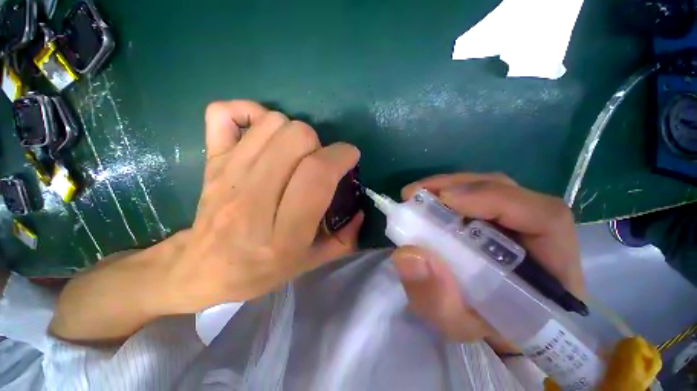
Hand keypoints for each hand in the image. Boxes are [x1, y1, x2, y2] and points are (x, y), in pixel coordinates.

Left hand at [161, 101, 362, 313]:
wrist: (203, 269)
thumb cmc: (261, 270)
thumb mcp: (310, 263)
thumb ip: (344, 239)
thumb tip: (361, 211)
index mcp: (283, 232)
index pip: (317, 174)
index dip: (341, 156)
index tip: (350, 157)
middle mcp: (253, 198)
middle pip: (296, 139)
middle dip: (318, 144)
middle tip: (318, 162)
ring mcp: (227, 174)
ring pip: (271, 124)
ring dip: (294, 132)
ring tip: (295, 153)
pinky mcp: (211, 161)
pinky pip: (223, 114)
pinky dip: (248, 112)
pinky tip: (261, 133)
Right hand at [391, 173, 583, 352]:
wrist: (494, 326)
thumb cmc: (485, 329)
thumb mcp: (458, 324)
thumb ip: (436, 299)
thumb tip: (407, 254)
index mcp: (551, 268)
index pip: (543, 216)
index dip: (495, 199)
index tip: (446, 199)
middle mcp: (539, 234)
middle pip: (508, 191)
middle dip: (459, 187)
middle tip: (418, 193)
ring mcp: (517, 222)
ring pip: (489, 188)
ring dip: (450, 186)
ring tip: (418, 195)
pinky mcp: (497, 219)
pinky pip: (476, 196)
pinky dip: (448, 194)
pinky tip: (428, 202)